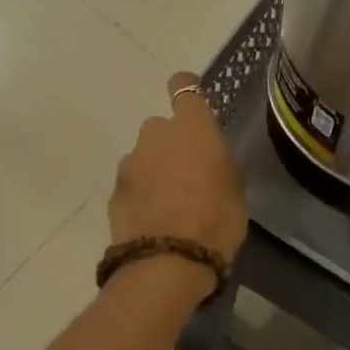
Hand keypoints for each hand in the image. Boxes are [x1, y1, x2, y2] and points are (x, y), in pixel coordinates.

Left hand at [110, 73, 248, 260]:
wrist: (170, 261)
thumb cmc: (217, 218)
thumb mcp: (235, 186)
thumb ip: (218, 161)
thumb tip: (206, 157)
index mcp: (192, 127)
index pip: (183, 87)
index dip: (186, 88)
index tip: (192, 99)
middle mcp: (155, 135)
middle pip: (162, 127)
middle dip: (172, 143)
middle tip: (190, 171)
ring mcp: (130, 163)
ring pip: (145, 156)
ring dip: (156, 169)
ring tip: (173, 201)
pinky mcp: (114, 192)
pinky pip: (133, 183)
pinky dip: (143, 193)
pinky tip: (157, 218)